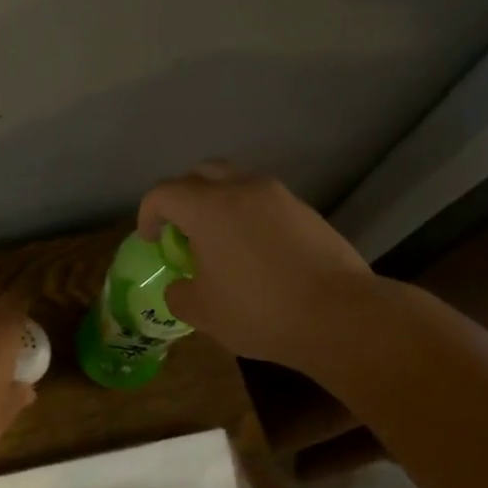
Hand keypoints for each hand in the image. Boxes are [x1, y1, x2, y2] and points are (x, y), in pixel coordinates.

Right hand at [137, 162, 370, 369]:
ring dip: (219, 202)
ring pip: (237, 182)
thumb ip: (179, 294)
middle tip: (181, 228)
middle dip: (183, 196)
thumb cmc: (259, 311)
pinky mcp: (307, 212)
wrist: (339, 315)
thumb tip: (181, 286)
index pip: (163, 193)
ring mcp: (279, 197)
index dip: (148, 214)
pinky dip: (249, 215)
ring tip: (219, 239)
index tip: (150, 239)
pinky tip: (256, 251)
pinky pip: (265, 202)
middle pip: (201, 173)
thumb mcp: (203, 312)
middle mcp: (242, 189)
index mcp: (208, 208)